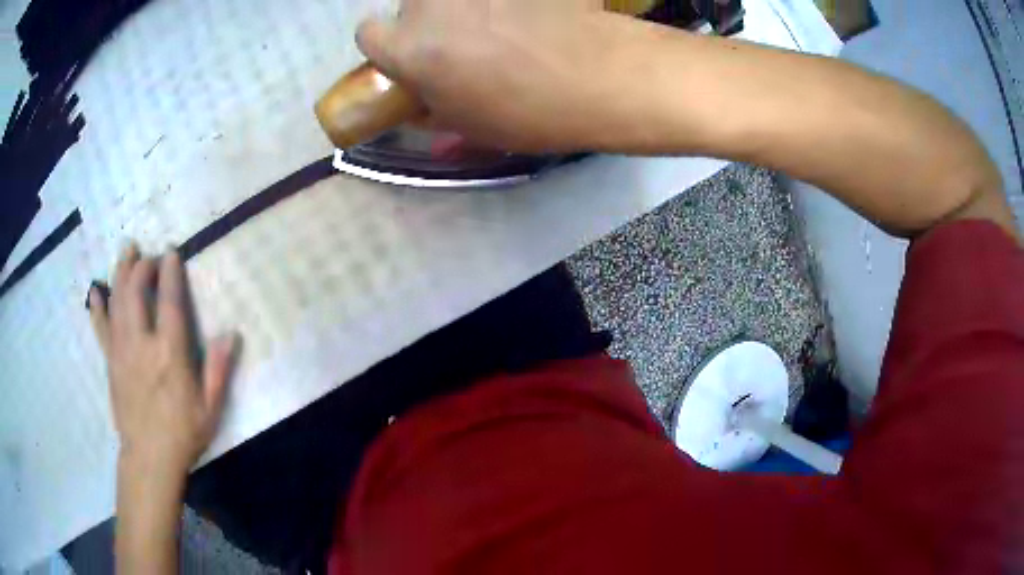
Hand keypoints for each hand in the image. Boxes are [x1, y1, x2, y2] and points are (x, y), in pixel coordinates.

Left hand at [89, 244, 237, 481]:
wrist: (149, 458)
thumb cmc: (183, 434)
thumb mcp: (210, 408)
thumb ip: (218, 370)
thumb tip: (231, 334)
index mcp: (169, 355)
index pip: (168, 302)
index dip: (169, 273)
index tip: (171, 252)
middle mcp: (142, 345)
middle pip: (135, 293)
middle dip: (141, 267)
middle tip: (149, 254)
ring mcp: (121, 352)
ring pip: (117, 302)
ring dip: (120, 273)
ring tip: (126, 252)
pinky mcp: (110, 362)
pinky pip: (101, 328)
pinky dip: (97, 307)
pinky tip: (95, 291)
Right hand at [356, 0, 646, 152]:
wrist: (602, 76)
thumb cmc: (529, 112)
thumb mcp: (469, 126)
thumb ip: (429, 108)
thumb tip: (421, 101)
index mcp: (408, 49)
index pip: (368, 34)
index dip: (388, 47)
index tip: (409, 56)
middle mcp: (428, 3)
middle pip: (410, 6)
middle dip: (428, 22)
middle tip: (465, 42)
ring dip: (462, 7)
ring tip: (501, 24)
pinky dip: (500, 3)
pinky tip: (524, 14)